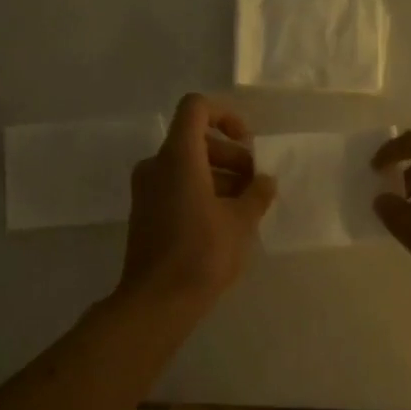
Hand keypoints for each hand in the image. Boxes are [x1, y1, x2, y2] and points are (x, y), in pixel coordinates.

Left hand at [118, 94, 276, 313]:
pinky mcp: (145, 211)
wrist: (156, 301)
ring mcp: (146, 189)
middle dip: (230, 155)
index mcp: (178, 157)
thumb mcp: (241, 221)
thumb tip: (265, 180)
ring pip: (187, 164)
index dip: (225, 115)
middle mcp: (156, 165)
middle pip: (195, 139)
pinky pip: (175, 185)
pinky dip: (201, 190)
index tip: (247, 143)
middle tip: (255, 183)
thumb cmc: (202, 254)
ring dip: (219, 175)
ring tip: (246, 205)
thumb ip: (257, 193)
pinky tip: (225, 220)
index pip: (196, 108)